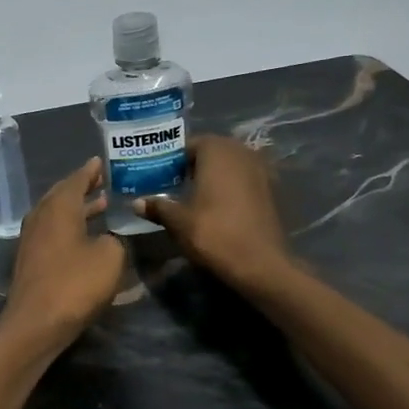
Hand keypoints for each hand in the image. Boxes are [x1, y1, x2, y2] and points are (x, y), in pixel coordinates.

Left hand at [0, 158, 128, 354]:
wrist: (35, 324)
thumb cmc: (74, 285)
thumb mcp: (110, 257)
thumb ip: (114, 240)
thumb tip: (106, 239)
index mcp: (58, 208)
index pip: (75, 180)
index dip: (90, 171)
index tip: (101, 162)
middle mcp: (41, 217)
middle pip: (62, 195)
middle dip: (82, 187)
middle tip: (102, 181)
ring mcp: (32, 239)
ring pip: (56, 215)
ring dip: (77, 209)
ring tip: (100, 205)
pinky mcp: (31, 260)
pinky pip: (53, 232)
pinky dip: (70, 227)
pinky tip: (85, 236)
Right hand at [137, 136, 293, 292]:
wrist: (261, 264)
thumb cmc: (214, 234)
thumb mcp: (178, 222)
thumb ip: (158, 206)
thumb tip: (136, 202)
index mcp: (217, 151)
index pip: (188, 144)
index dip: (171, 159)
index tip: (157, 175)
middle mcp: (241, 152)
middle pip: (211, 152)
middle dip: (192, 165)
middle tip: (172, 184)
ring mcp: (261, 169)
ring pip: (229, 165)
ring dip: (212, 176)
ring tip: (192, 196)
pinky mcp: (272, 190)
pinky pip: (244, 179)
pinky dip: (230, 187)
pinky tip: (217, 207)